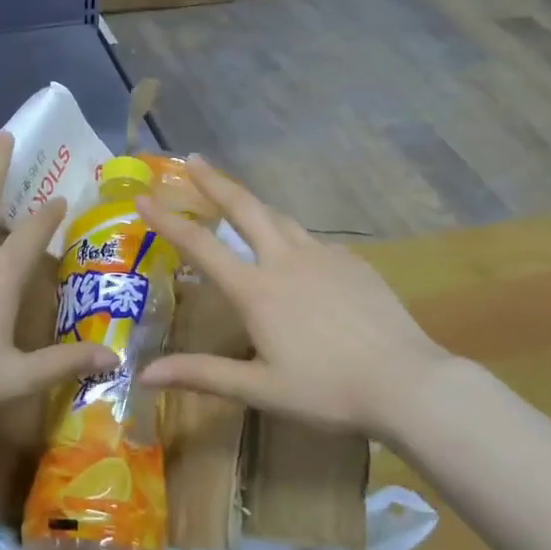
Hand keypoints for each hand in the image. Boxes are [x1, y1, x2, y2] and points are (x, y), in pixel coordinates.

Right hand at [137, 158, 453, 439]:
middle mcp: (286, 260)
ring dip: (254, 205)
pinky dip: (292, 239)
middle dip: (215, 181)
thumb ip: (201, 374)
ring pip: (281, 219)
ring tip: (239, 202)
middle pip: (245, 208)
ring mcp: (324, 256)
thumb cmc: (327, 390)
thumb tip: (144, 373)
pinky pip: (313, 242)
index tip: (144, 198)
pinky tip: (297, 257)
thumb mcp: (259, 389)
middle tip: (195, 159)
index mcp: (257, 290)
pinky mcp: (353, 262)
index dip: (168, 221)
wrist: (407, 382)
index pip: (201, 246)